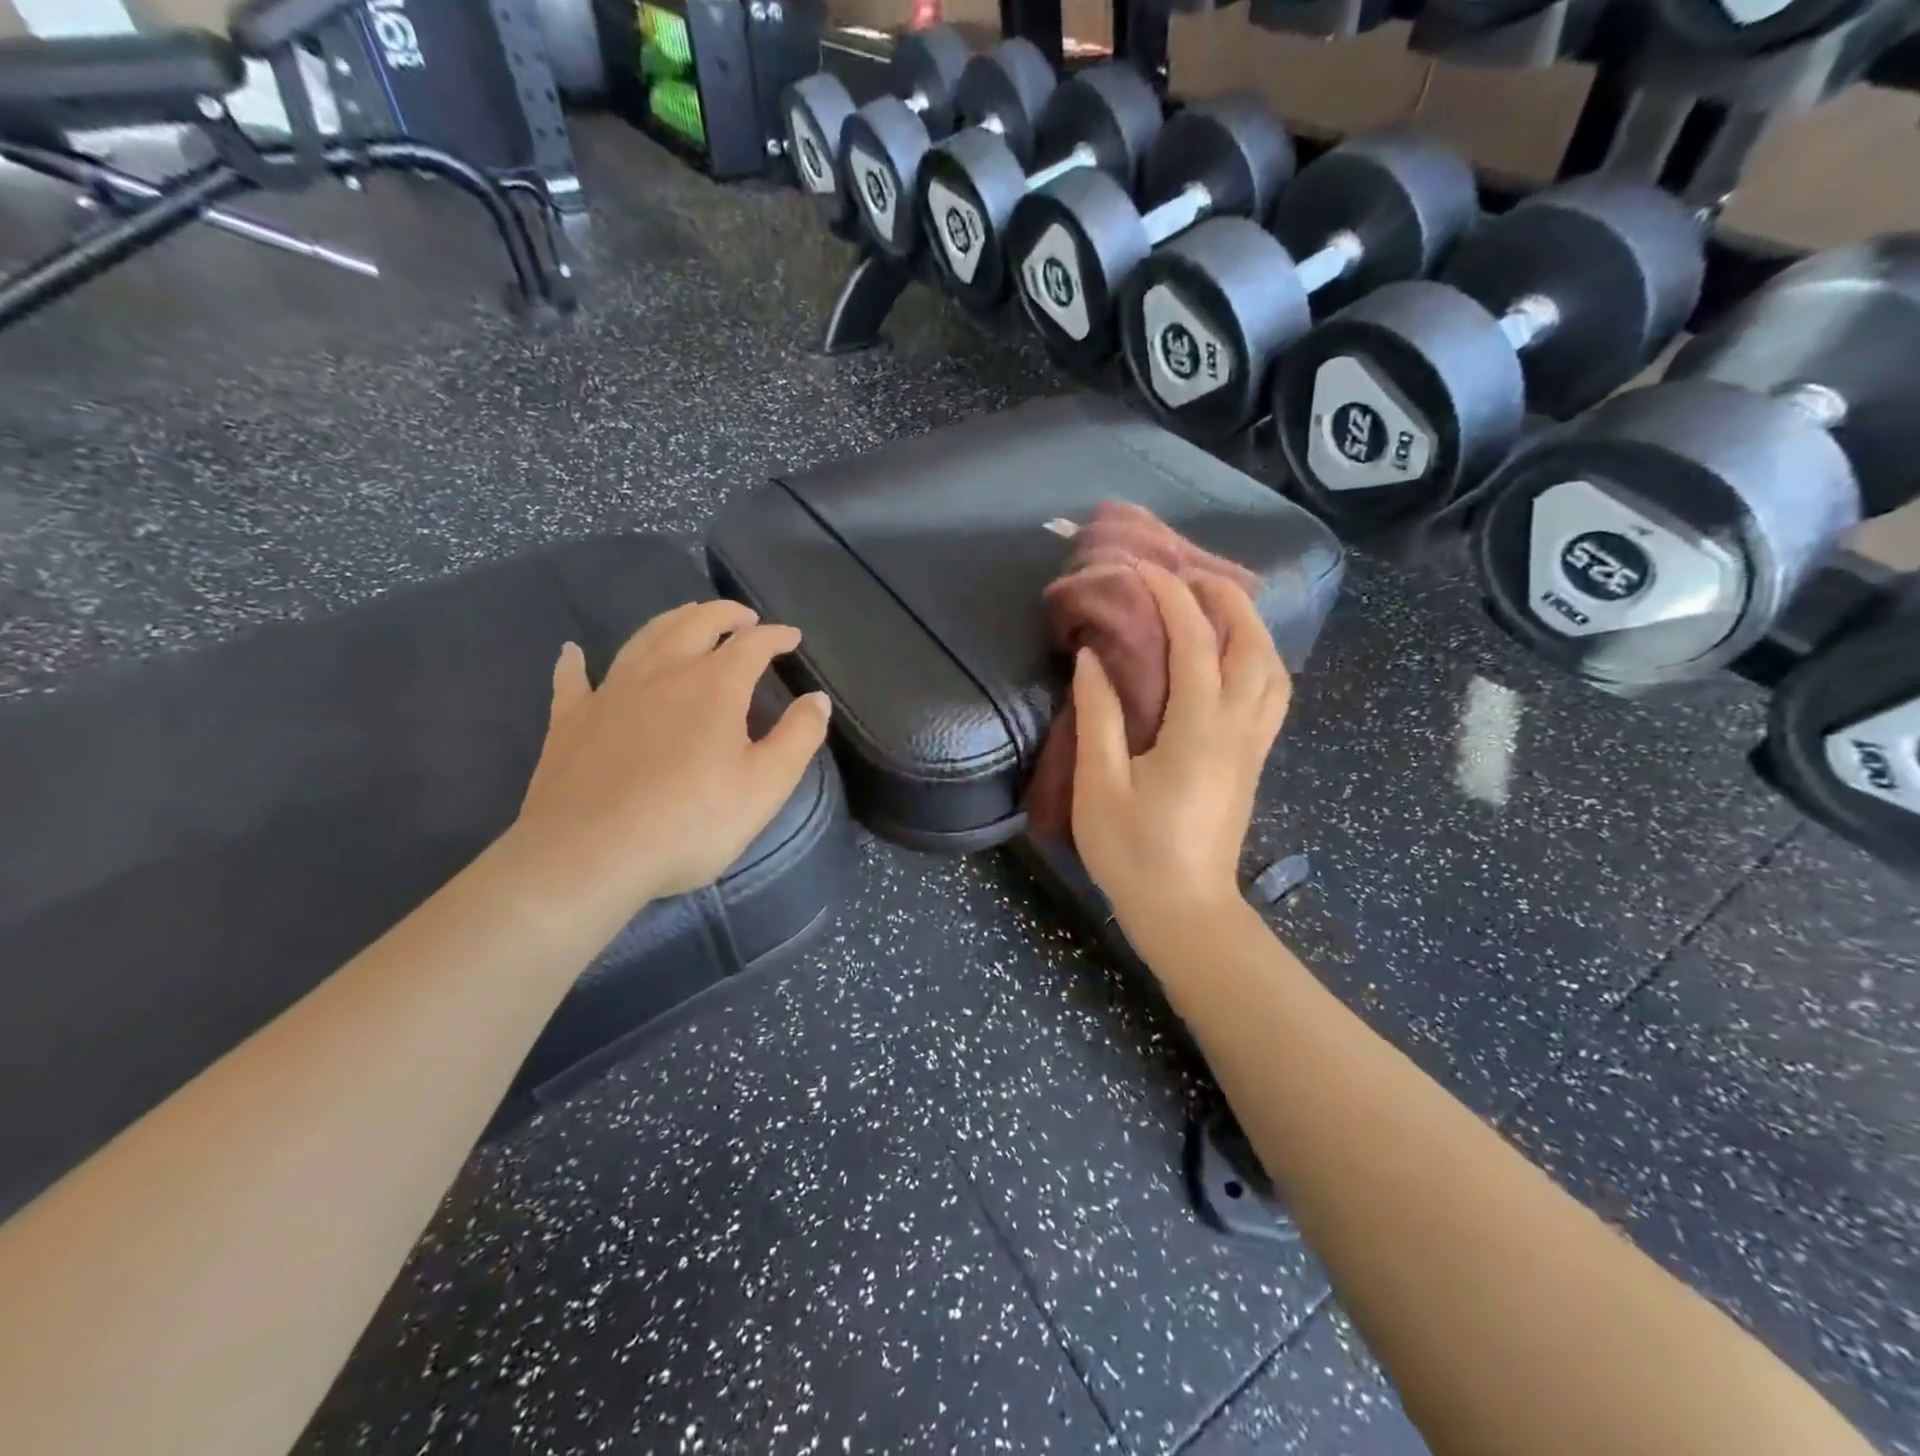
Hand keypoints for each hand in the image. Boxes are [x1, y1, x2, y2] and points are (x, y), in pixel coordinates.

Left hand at [512, 600, 830, 909]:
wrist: (589, 855)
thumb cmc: (690, 823)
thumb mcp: (765, 786)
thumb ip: (798, 737)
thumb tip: (817, 698)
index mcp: (714, 685)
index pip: (752, 644)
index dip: (776, 636)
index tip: (792, 637)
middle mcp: (662, 672)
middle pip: (695, 624)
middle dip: (725, 613)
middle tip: (744, 617)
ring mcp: (611, 691)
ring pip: (644, 638)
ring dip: (672, 621)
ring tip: (688, 619)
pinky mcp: (571, 719)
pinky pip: (573, 679)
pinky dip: (576, 661)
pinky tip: (573, 653)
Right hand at [1070, 561, 1290, 933]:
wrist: (1184, 911)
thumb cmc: (1133, 853)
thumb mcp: (1100, 786)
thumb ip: (1098, 717)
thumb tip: (1094, 658)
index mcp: (1198, 731)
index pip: (1195, 645)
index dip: (1172, 598)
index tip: (1144, 569)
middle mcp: (1238, 730)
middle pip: (1253, 647)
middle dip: (1227, 600)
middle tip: (1191, 575)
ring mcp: (1253, 747)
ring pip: (1273, 670)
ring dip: (1250, 628)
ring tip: (1216, 607)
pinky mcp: (1252, 763)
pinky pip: (1270, 694)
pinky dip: (1258, 660)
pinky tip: (1231, 659)